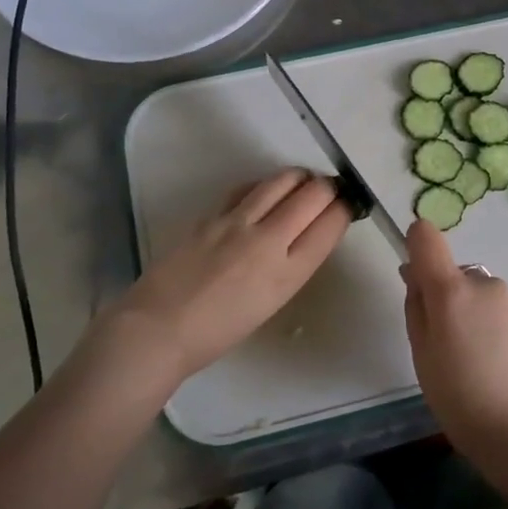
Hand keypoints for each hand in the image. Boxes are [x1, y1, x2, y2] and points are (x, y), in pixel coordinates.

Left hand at [98, 169, 351, 385]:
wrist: (159, 328)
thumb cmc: (218, 331)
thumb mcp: (271, 302)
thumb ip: (293, 265)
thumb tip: (306, 233)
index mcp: (288, 273)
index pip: (330, 224)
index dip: (345, 208)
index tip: (347, 205)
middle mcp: (269, 240)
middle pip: (313, 194)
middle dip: (328, 187)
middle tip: (329, 191)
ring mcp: (238, 222)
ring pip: (282, 180)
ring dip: (300, 177)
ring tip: (303, 182)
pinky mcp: (213, 214)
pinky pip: (249, 187)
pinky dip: (266, 184)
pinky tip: (266, 190)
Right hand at [401, 219, 507, 470]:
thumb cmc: (461, 400)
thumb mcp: (422, 357)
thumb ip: (416, 308)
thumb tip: (416, 275)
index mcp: (452, 290)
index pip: (427, 237)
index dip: (417, 245)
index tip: (416, 276)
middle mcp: (486, 284)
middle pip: (458, 276)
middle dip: (450, 300)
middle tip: (449, 348)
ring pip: (485, 298)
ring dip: (478, 317)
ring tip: (482, 365)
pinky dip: (501, 332)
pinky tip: (505, 370)